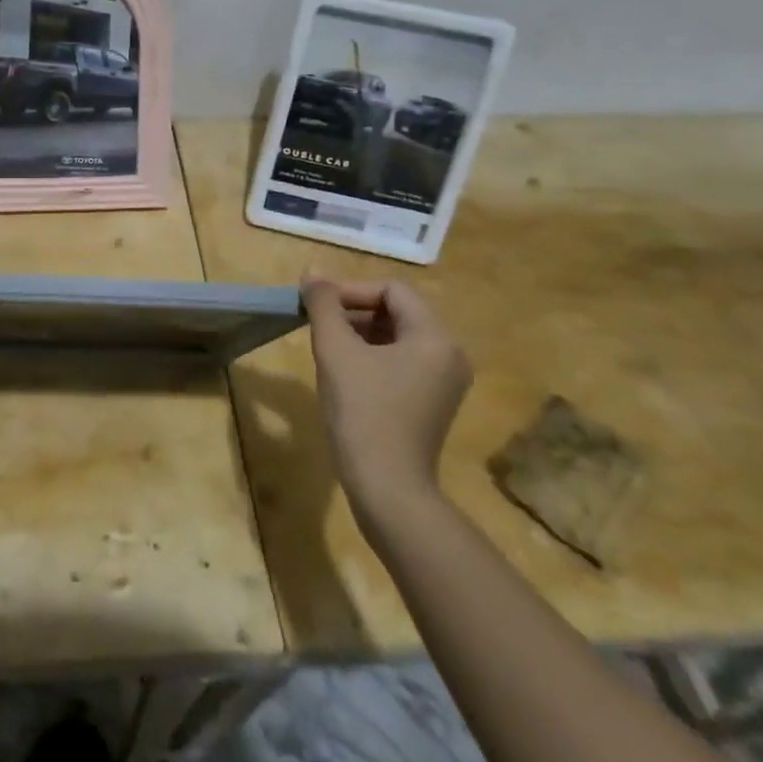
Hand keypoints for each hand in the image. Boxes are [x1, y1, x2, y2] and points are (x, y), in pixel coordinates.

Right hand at [302, 275, 471, 519]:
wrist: (387, 488)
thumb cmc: (363, 412)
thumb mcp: (336, 351)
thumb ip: (324, 305)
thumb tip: (313, 273)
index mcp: (435, 338)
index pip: (393, 291)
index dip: (352, 290)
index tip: (318, 305)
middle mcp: (449, 355)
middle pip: (398, 312)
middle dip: (355, 311)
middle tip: (318, 323)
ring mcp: (444, 382)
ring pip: (398, 337)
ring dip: (361, 333)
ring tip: (327, 346)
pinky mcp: (433, 404)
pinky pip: (402, 363)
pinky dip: (373, 357)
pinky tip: (345, 373)